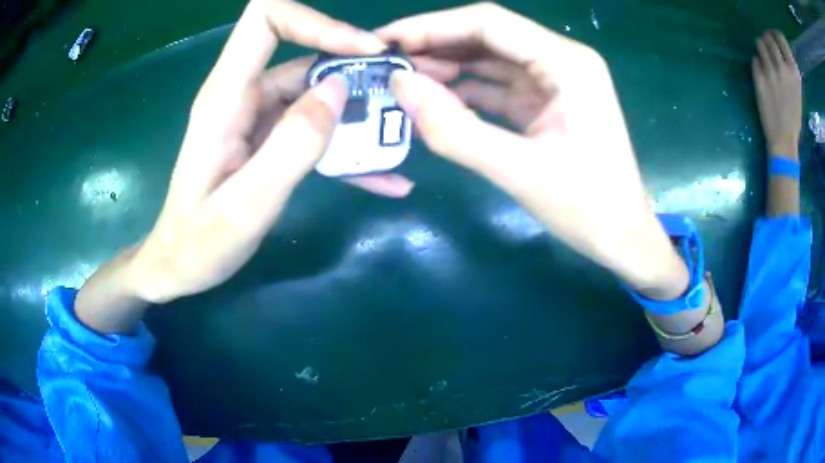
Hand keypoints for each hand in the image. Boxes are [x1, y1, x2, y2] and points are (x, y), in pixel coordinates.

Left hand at [127, 0, 407, 303]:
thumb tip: (339, 90)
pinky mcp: (268, 140)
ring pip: (316, 93)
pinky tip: (384, 177)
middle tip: (400, 97)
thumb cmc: (198, 244)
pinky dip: (347, 146)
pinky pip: (313, 129)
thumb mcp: (245, 205)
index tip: (362, 50)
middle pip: (304, 53)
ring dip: (358, 112)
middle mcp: (242, 95)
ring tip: (399, 139)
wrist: (178, 267)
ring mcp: (256, 117)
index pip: (267, 20)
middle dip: (355, 69)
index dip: (316, 22)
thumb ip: (291, 146)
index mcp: (226, 97)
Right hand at [378, 3, 684, 291]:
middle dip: (435, 45)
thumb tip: (400, 85)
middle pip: (487, 35)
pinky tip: (434, 100)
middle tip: (386, 64)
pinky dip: (466, 90)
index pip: (487, 23)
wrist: (623, 237)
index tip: (384, 39)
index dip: (430, 25)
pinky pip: (498, 84)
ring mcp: (555, 80)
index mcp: (566, 63)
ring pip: (490, 59)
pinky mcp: (547, 101)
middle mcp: (562, 59)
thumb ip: (454, 129)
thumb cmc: (587, 208)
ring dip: (447, 67)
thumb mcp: (518, 172)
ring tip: (402, 82)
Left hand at [753, 30, 801, 157]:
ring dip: (761, 49)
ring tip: (765, 61)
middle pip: (768, 37)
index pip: (780, 38)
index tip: (773, 37)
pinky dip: (757, 63)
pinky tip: (762, 75)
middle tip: (768, 49)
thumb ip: (789, 67)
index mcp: (794, 71)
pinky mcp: (759, 77)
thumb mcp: (797, 89)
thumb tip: (777, 43)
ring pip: (759, 44)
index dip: (775, 34)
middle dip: (767, 40)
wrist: (783, 139)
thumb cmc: (793, 115)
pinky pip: (755, 59)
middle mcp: (783, 68)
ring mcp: (771, 72)